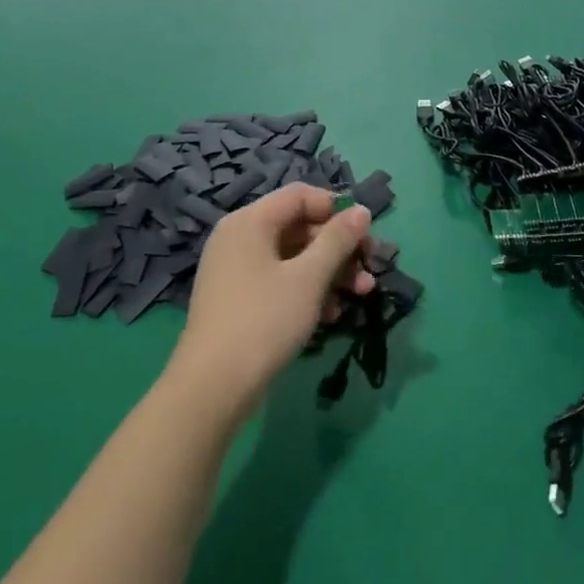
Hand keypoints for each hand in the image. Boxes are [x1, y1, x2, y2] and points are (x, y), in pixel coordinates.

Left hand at [168, 185, 373, 414]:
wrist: (214, 387)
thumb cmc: (265, 320)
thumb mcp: (309, 278)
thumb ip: (338, 240)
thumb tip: (361, 210)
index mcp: (250, 222)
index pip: (299, 196)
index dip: (336, 209)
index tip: (364, 234)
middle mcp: (239, 238)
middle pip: (299, 227)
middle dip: (339, 248)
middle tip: (369, 269)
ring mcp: (236, 270)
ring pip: (293, 257)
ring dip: (330, 272)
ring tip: (362, 294)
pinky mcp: (239, 299)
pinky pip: (280, 280)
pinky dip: (308, 291)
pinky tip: (332, 315)